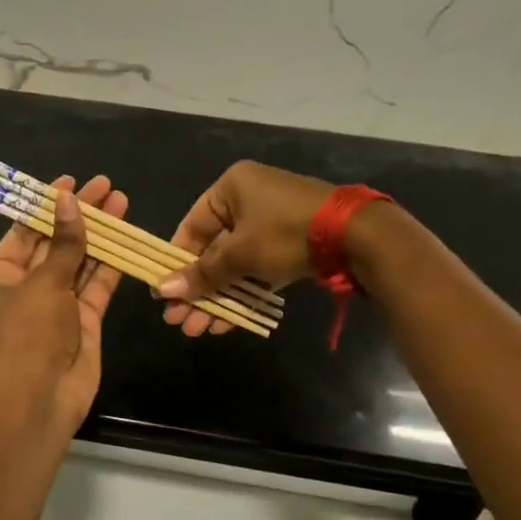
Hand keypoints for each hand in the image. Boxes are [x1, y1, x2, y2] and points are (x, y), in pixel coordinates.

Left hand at [0, 174, 126, 433]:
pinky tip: (125, 238)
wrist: (41, 395)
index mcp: (1, 276)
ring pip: (80, 262)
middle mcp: (27, 287)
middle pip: (56, 243)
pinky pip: (97, 286)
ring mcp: (57, 305)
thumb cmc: (29, 332)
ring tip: (121, 202)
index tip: (71, 182)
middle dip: (79, 216)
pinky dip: (110, 264)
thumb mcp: (44, 282)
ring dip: (99, 235)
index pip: (25, 231)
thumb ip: (64, 243)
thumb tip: (69, 201)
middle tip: (105, 186)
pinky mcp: (84, 320)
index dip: (48, 205)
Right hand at [158, 161, 331, 336]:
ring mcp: (270, 222)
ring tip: (198, 330)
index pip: (191, 227)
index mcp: (231, 188)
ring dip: (216, 297)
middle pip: (211, 250)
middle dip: (196, 289)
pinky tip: (226, 323)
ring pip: (234, 264)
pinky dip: (242, 292)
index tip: (164, 294)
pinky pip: (256, 269)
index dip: (176, 262)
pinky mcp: (290, 244)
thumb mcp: (240, 254)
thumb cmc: (285, 233)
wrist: (357, 236)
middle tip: (179, 322)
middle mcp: (247, 200)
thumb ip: (202, 274)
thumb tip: (163, 291)